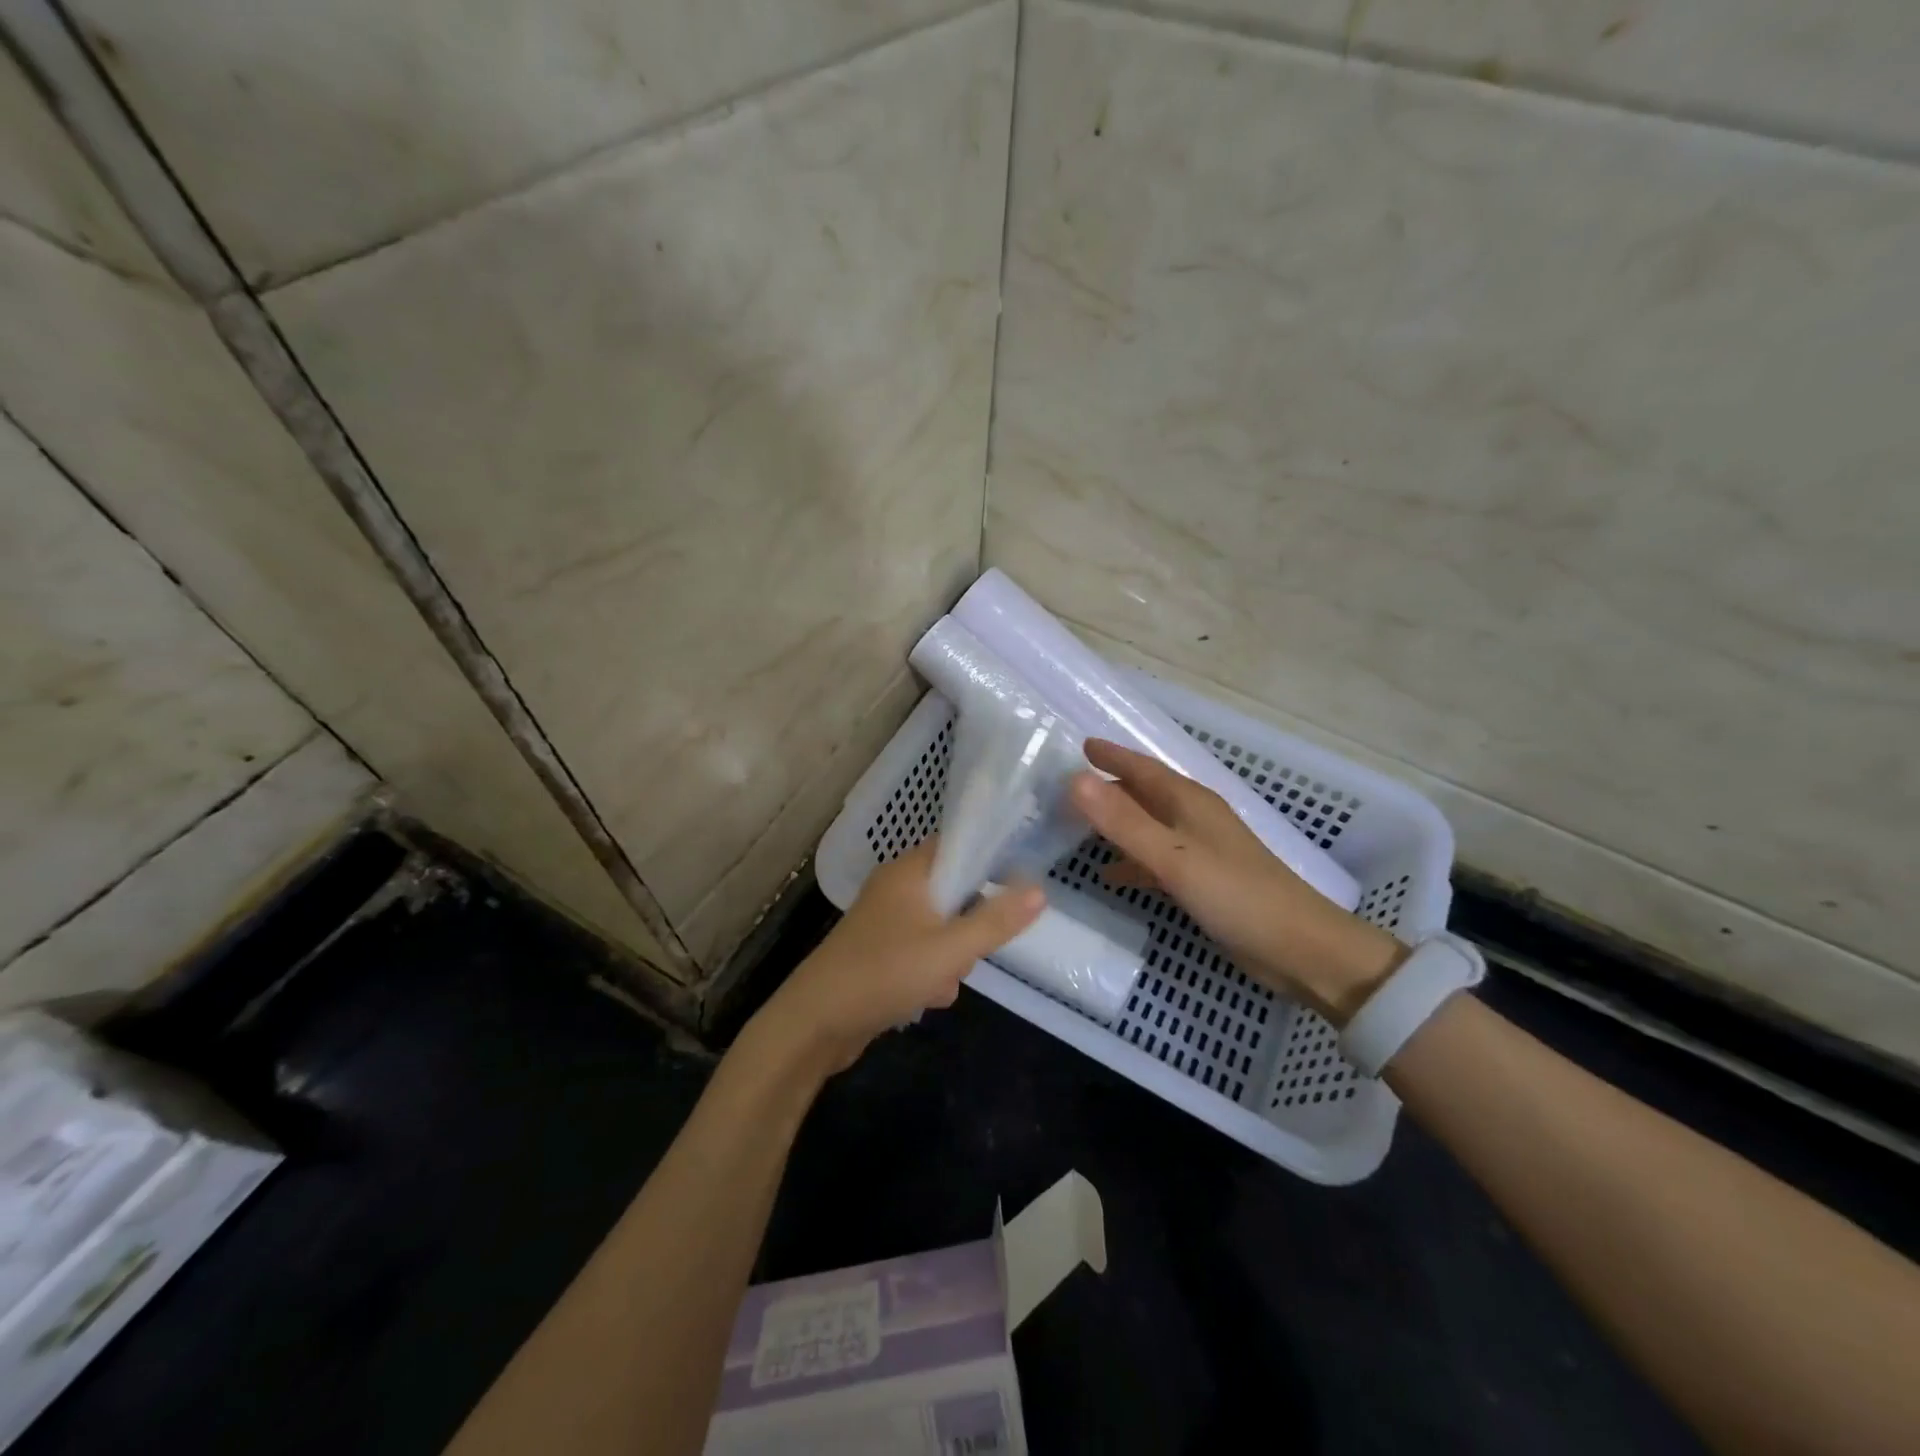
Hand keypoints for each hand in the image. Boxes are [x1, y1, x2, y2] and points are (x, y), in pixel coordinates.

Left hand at [750, 840, 1045, 1075]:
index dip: (989, 858)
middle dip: (970, 924)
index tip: (1018, 881)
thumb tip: (1040, 889)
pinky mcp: (878, 953)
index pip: (957, 844)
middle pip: (954, 891)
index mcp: (909, 872)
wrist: (816, 1023)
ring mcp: (884, 922)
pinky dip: (930, 973)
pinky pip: (920, 952)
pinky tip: (927, 998)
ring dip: (952, 956)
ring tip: (944, 981)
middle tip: (971, 949)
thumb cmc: (885, 972)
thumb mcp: (951, 948)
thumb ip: (996, 920)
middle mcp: (895, 889)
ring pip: (940, 927)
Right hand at [1069, 740, 1405, 1023]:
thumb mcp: (1171, 856)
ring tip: (1079, 828)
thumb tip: (1075, 780)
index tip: (1082, 746)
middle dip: (1109, 788)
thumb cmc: (1234, 894)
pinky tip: (1110, 875)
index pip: (1144, 768)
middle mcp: (1194, 818)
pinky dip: (1131, 861)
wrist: (1298, 947)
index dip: (1113, 756)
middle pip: (1145, 794)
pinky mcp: (1203, 880)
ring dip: (1117, 825)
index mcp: (1190, 802)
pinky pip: (1156, 859)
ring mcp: (1201, 849)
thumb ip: (1122, 820)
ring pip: (1149, 826)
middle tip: (1069, 789)